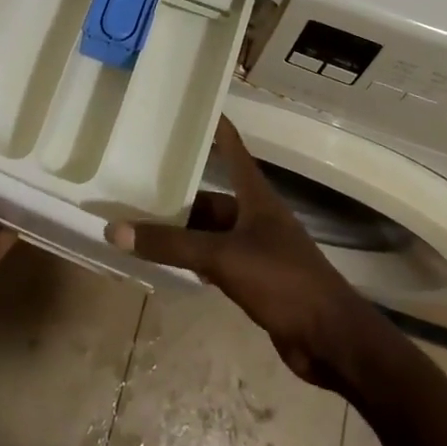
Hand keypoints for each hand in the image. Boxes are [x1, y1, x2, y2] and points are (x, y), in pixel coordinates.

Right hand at [105, 115, 371, 386]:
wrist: (330, 338)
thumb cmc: (282, 280)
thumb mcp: (222, 257)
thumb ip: (171, 246)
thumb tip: (115, 229)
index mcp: (256, 198)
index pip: (233, 150)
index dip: (217, 128)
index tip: (195, 107)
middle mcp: (256, 217)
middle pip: (213, 198)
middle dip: (181, 194)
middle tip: (140, 185)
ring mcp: (258, 250)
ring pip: (212, 232)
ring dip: (184, 232)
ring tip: (144, 225)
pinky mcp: (256, 281)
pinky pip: (217, 262)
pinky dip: (195, 261)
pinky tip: (171, 265)